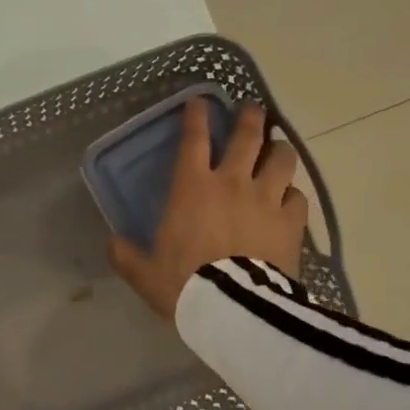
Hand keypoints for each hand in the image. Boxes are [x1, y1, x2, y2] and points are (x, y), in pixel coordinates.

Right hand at [109, 97, 307, 320]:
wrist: (233, 308)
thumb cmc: (184, 284)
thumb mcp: (144, 273)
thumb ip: (126, 255)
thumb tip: (112, 243)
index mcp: (192, 189)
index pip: (194, 140)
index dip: (196, 116)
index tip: (200, 101)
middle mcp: (232, 183)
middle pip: (247, 137)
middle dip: (249, 118)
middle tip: (252, 109)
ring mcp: (266, 200)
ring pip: (282, 159)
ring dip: (280, 149)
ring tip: (278, 147)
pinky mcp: (291, 222)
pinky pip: (298, 197)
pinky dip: (293, 194)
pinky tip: (290, 199)